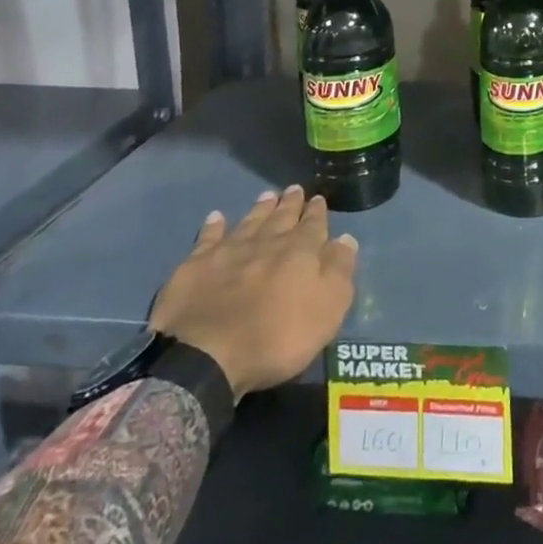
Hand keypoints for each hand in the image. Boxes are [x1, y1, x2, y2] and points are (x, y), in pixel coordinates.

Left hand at [148, 185, 357, 398]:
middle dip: (290, 203)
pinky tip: (216, 217)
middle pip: (281, 217)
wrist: (207, 355)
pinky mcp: (196, 265)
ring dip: (260, 208)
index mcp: (300, 251)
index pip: (313, 224)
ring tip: (267, 195)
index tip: (318, 199)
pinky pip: (208, 238)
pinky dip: (214, 226)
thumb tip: (346, 238)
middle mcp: (266, 242)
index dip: (317, 212)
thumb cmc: (277, 337)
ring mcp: (229, 250)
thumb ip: (338, 270)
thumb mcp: (327, 309)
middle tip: (294, 188)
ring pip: (250, 221)